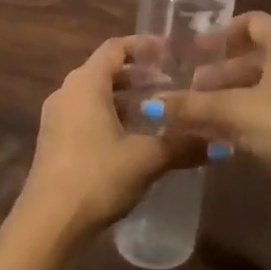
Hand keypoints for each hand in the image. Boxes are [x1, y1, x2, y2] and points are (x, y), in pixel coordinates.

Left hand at [16, 36, 206, 246]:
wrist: (49, 223)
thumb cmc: (97, 176)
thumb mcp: (147, 159)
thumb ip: (183, 145)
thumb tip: (221, 143)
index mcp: (85, 83)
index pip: (115, 48)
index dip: (144, 46)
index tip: (171, 52)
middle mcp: (67, 92)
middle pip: (105, 71)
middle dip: (139, 76)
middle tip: (173, 84)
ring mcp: (56, 118)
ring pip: (96, 96)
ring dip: (126, 99)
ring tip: (159, 111)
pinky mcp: (54, 142)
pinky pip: (86, 116)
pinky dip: (111, 117)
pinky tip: (135, 138)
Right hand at [159, 12, 270, 210]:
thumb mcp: (236, 113)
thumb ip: (194, 107)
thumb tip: (154, 106)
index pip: (252, 22)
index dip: (221, 34)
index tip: (195, 52)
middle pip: (257, 56)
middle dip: (222, 73)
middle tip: (193, 90)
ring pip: (266, 86)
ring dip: (234, 98)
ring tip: (205, 117)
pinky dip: (253, 116)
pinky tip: (231, 139)